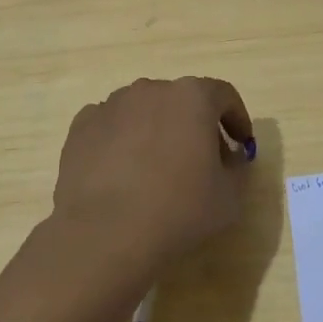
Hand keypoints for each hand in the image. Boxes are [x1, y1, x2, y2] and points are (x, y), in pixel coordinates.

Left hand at [51, 77, 254, 278]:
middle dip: (195, 125)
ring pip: (144, 111)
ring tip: (157, 169)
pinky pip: (112, 126)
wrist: (105, 233)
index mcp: (192, 97)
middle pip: (182, 100)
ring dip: (156, 131)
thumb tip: (228, 158)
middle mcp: (151, 89)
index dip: (237, 118)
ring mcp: (112, 105)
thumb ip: (237, 169)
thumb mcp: (229, 197)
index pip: (223, 95)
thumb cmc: (178, 210)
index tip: (241, 143)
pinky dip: (122, 141)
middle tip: (202, 161)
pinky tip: (122, 174)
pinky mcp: (82, 126)